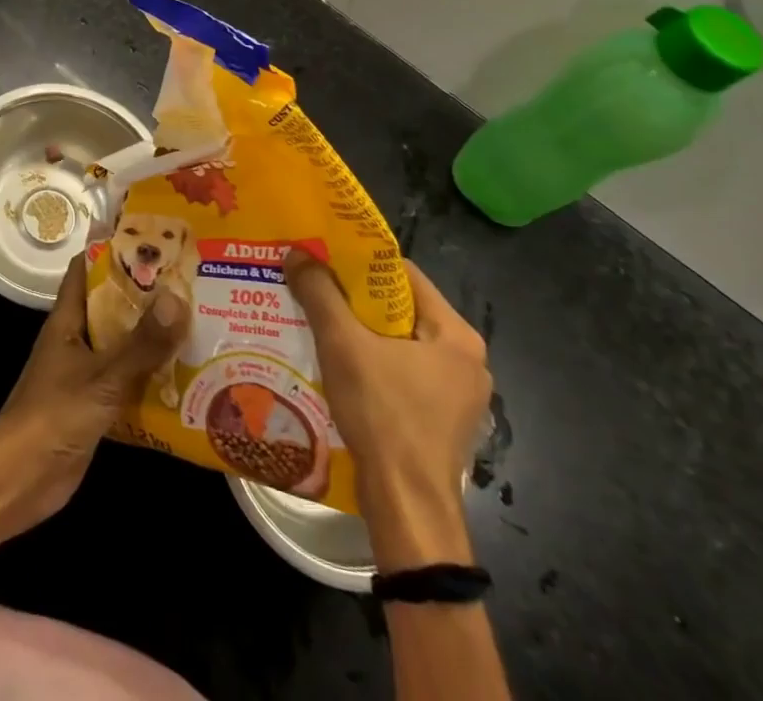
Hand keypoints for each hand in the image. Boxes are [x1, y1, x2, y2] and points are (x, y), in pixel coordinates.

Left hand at [0, 258, 188, 540]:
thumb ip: (141, 343)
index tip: (151, 237)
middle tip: (191, 281)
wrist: (21, 480)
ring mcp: (84, 374)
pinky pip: (128, 382)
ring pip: (123, 345)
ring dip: (153, 337)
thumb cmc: (54, 415)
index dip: (113, 250)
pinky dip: (152, 378)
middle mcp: (76, 340)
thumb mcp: (103, 376)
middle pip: (112, 306)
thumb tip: (178, 297)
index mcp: (67, 320)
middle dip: (146, 294)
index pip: (86, 269)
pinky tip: (187, 379)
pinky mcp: (95, 406)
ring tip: (199, 322)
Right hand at [285, 252, 491, 570]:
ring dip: (360, 334)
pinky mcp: (441, 422)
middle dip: (355, 300)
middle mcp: (466, 360)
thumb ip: (320, 294)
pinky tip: (338, 367)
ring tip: (318, 324)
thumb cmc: (384, 415)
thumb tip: (296, 252)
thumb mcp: (343, 345)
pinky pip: (402, 375)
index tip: (323, 259)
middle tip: (314, 290)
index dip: (361, 262)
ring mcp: (457, 396)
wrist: (407, 509)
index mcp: (457, 334)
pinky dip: (372, 365)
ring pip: (399, 344)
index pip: (404, 275)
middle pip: (401, 309)